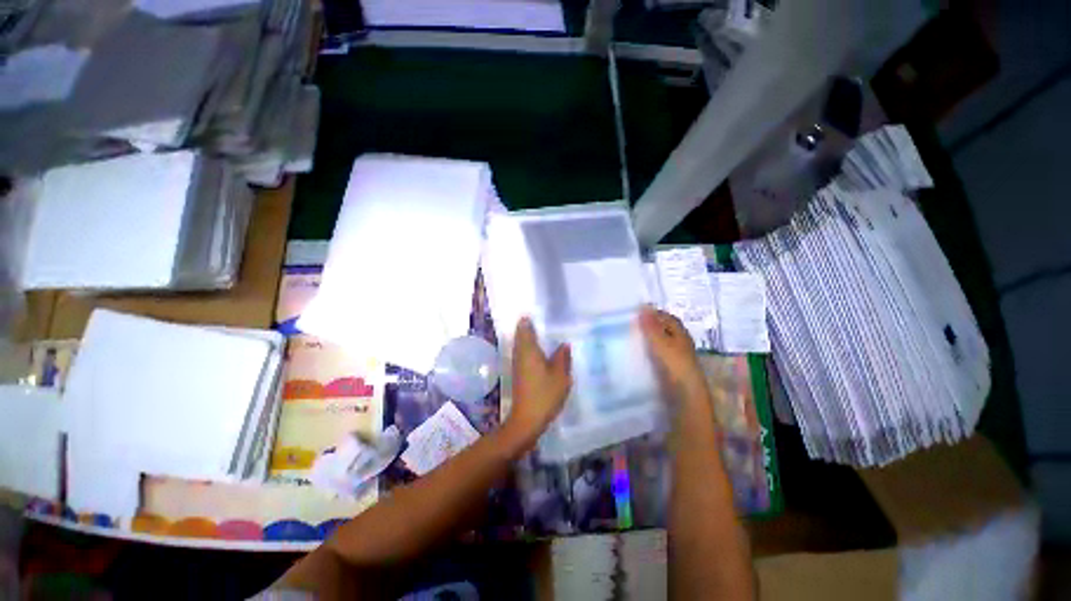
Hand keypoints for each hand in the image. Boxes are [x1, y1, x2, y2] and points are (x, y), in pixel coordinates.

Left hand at [503, 317, 571, 450]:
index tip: (534, 311)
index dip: (527, 319)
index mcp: (529, 350)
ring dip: (527, 336)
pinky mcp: (518, 373)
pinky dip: (528, 348)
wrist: (527, 418)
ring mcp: (517, 364)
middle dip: (526, 325)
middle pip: (520, 335)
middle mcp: (520, 354)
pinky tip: (538, 351)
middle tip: (539, 318)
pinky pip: (522, 353)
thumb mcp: (560, 376)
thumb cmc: (545, 394)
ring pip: (520, 344)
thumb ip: (562, 357)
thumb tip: (564, 344)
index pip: (525, 328)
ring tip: (539, 330)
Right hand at [638, 306, 706, 397]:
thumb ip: (651, 326)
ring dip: (647, 339)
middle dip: (648, 326)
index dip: (653, 313)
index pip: (667, 317)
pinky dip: (647, 352)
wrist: (684, 396)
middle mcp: (679, 343)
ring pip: (659, 343)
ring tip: (628, 337)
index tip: (636, 312)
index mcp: (680, 334)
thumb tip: (643, 305)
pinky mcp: (668, 369)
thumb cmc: (675, 365)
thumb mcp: (661, 343)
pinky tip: (635, 354)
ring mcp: (674, 357)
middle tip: (629, 324)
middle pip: (663, 330)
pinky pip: (656, 355)